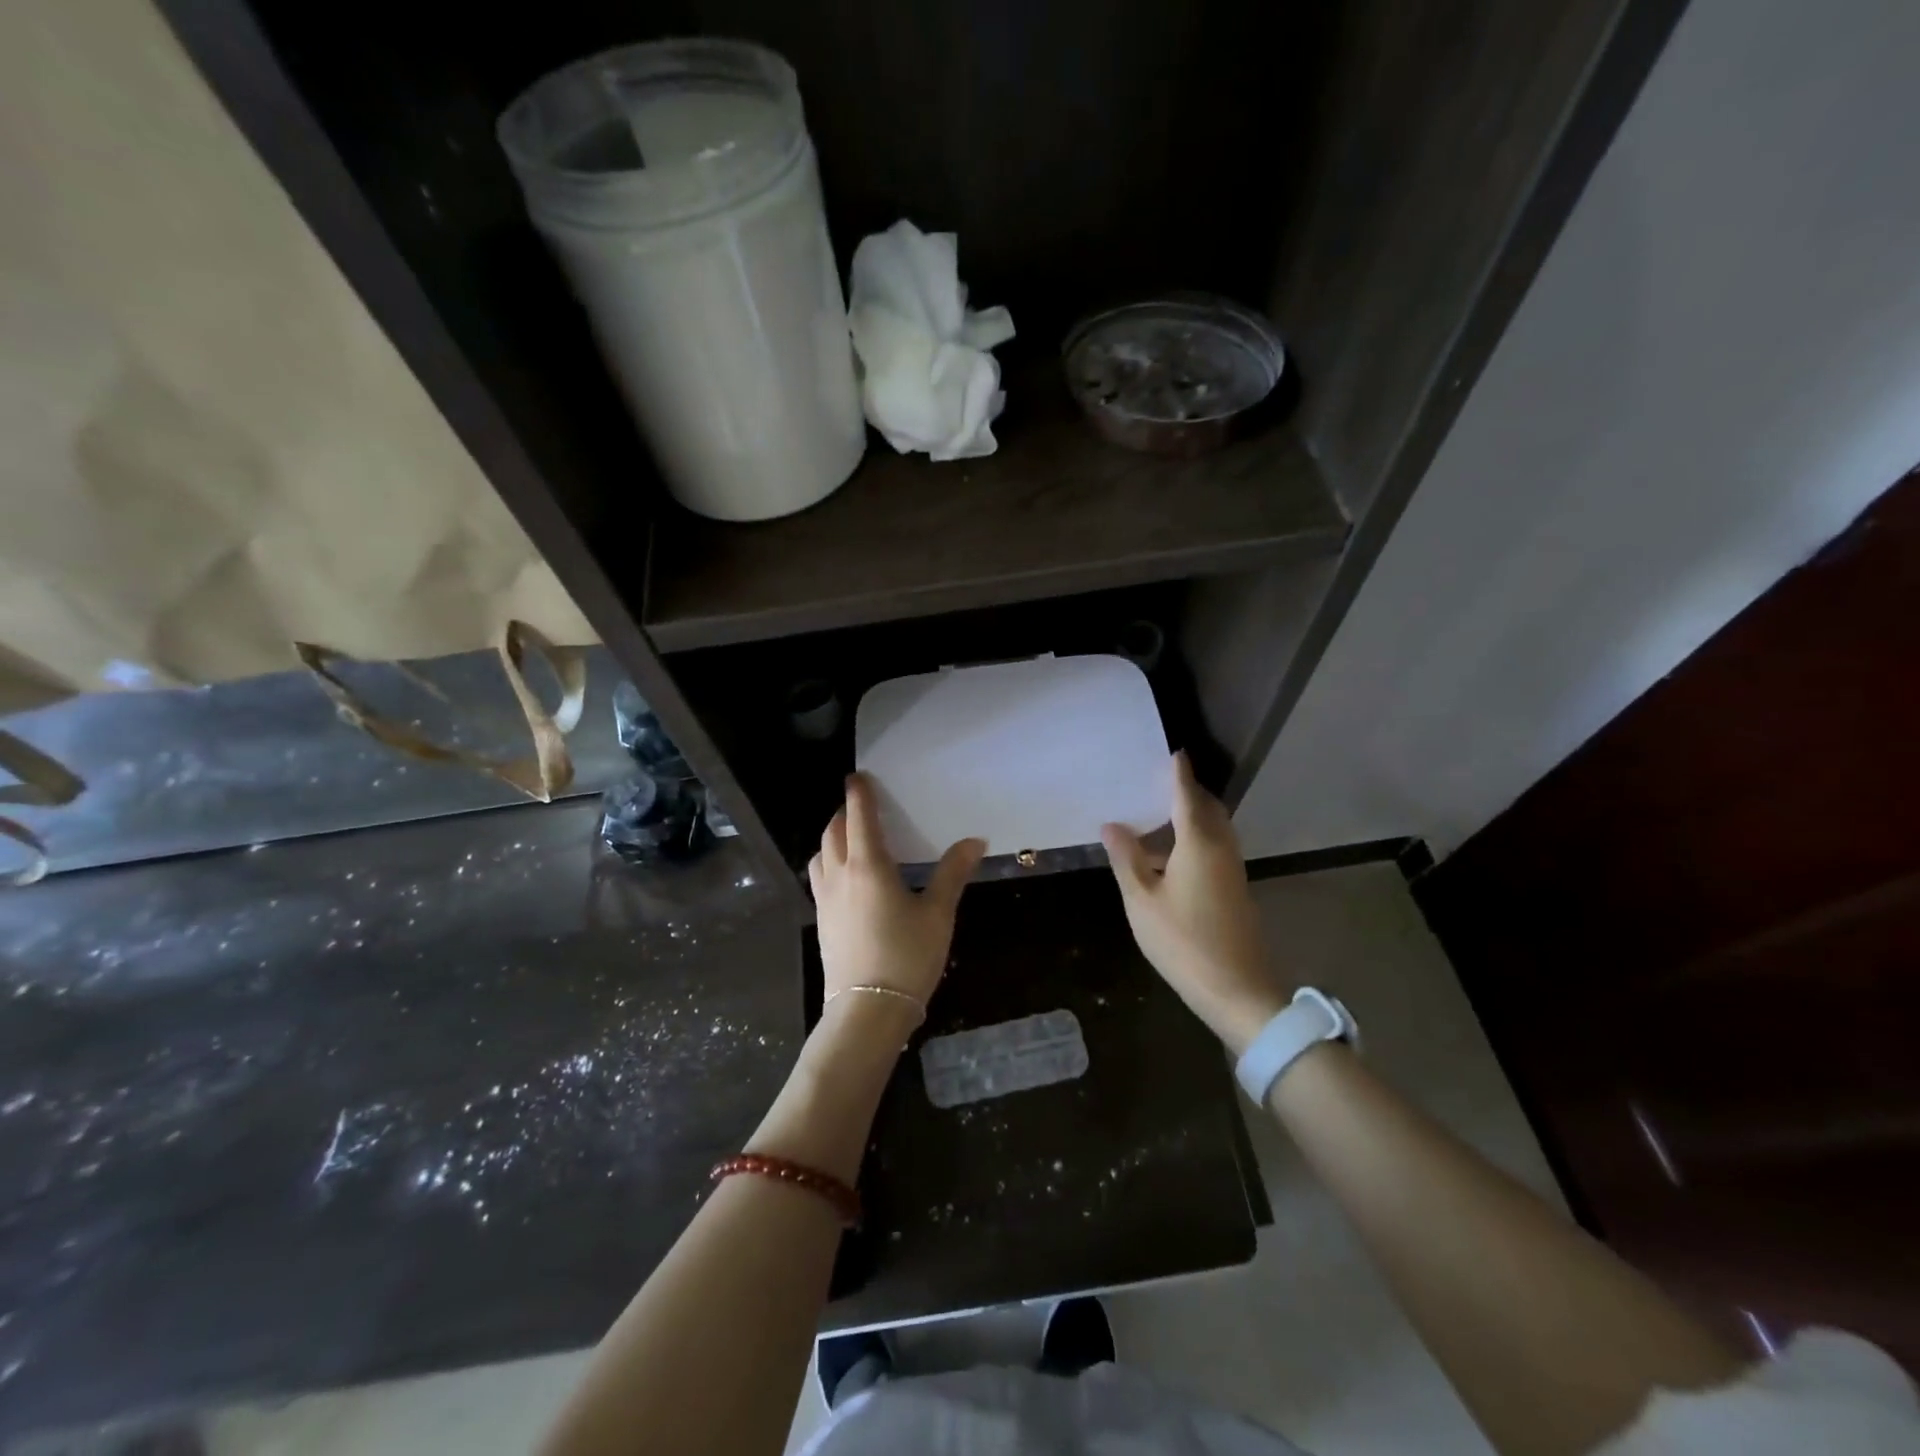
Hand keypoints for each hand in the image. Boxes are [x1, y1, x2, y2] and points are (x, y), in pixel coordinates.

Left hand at [809, 774, 985, 1008]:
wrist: (867, 1012)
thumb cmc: (907, 957)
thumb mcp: (938, 914)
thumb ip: (952, 873)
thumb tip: (974, 841)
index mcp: (867, 866)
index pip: (859, 817)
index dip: (859, 794)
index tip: (858, 777)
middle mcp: (839, 876)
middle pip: (833, 831)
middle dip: (845, 813)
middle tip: (861, 807)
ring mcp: (825, 900)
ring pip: (821, 854)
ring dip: (833, 837)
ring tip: (852, 838)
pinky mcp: (821, 922)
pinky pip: (820, 877)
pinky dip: (829, 862)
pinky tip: (847, 878)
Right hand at [1102, 753, 1289, 1054]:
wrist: (1237, 990)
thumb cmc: (1183, 942)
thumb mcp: (1142, 900)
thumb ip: (1127, 859)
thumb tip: (1112, 825)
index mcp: (1199, 844)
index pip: (1187, 796)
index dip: (1178, 773)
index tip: (1173, 751)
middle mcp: (1221, 848)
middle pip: (1208, 808)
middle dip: (1188, 791)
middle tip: (1160, 781)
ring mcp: (1233, 870)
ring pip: (1215, 829)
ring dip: (1193, 815)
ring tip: (1161, 813)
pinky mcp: (1235, 889)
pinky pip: (1216, 847)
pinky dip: (1196, 837)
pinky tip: (1172, 854)